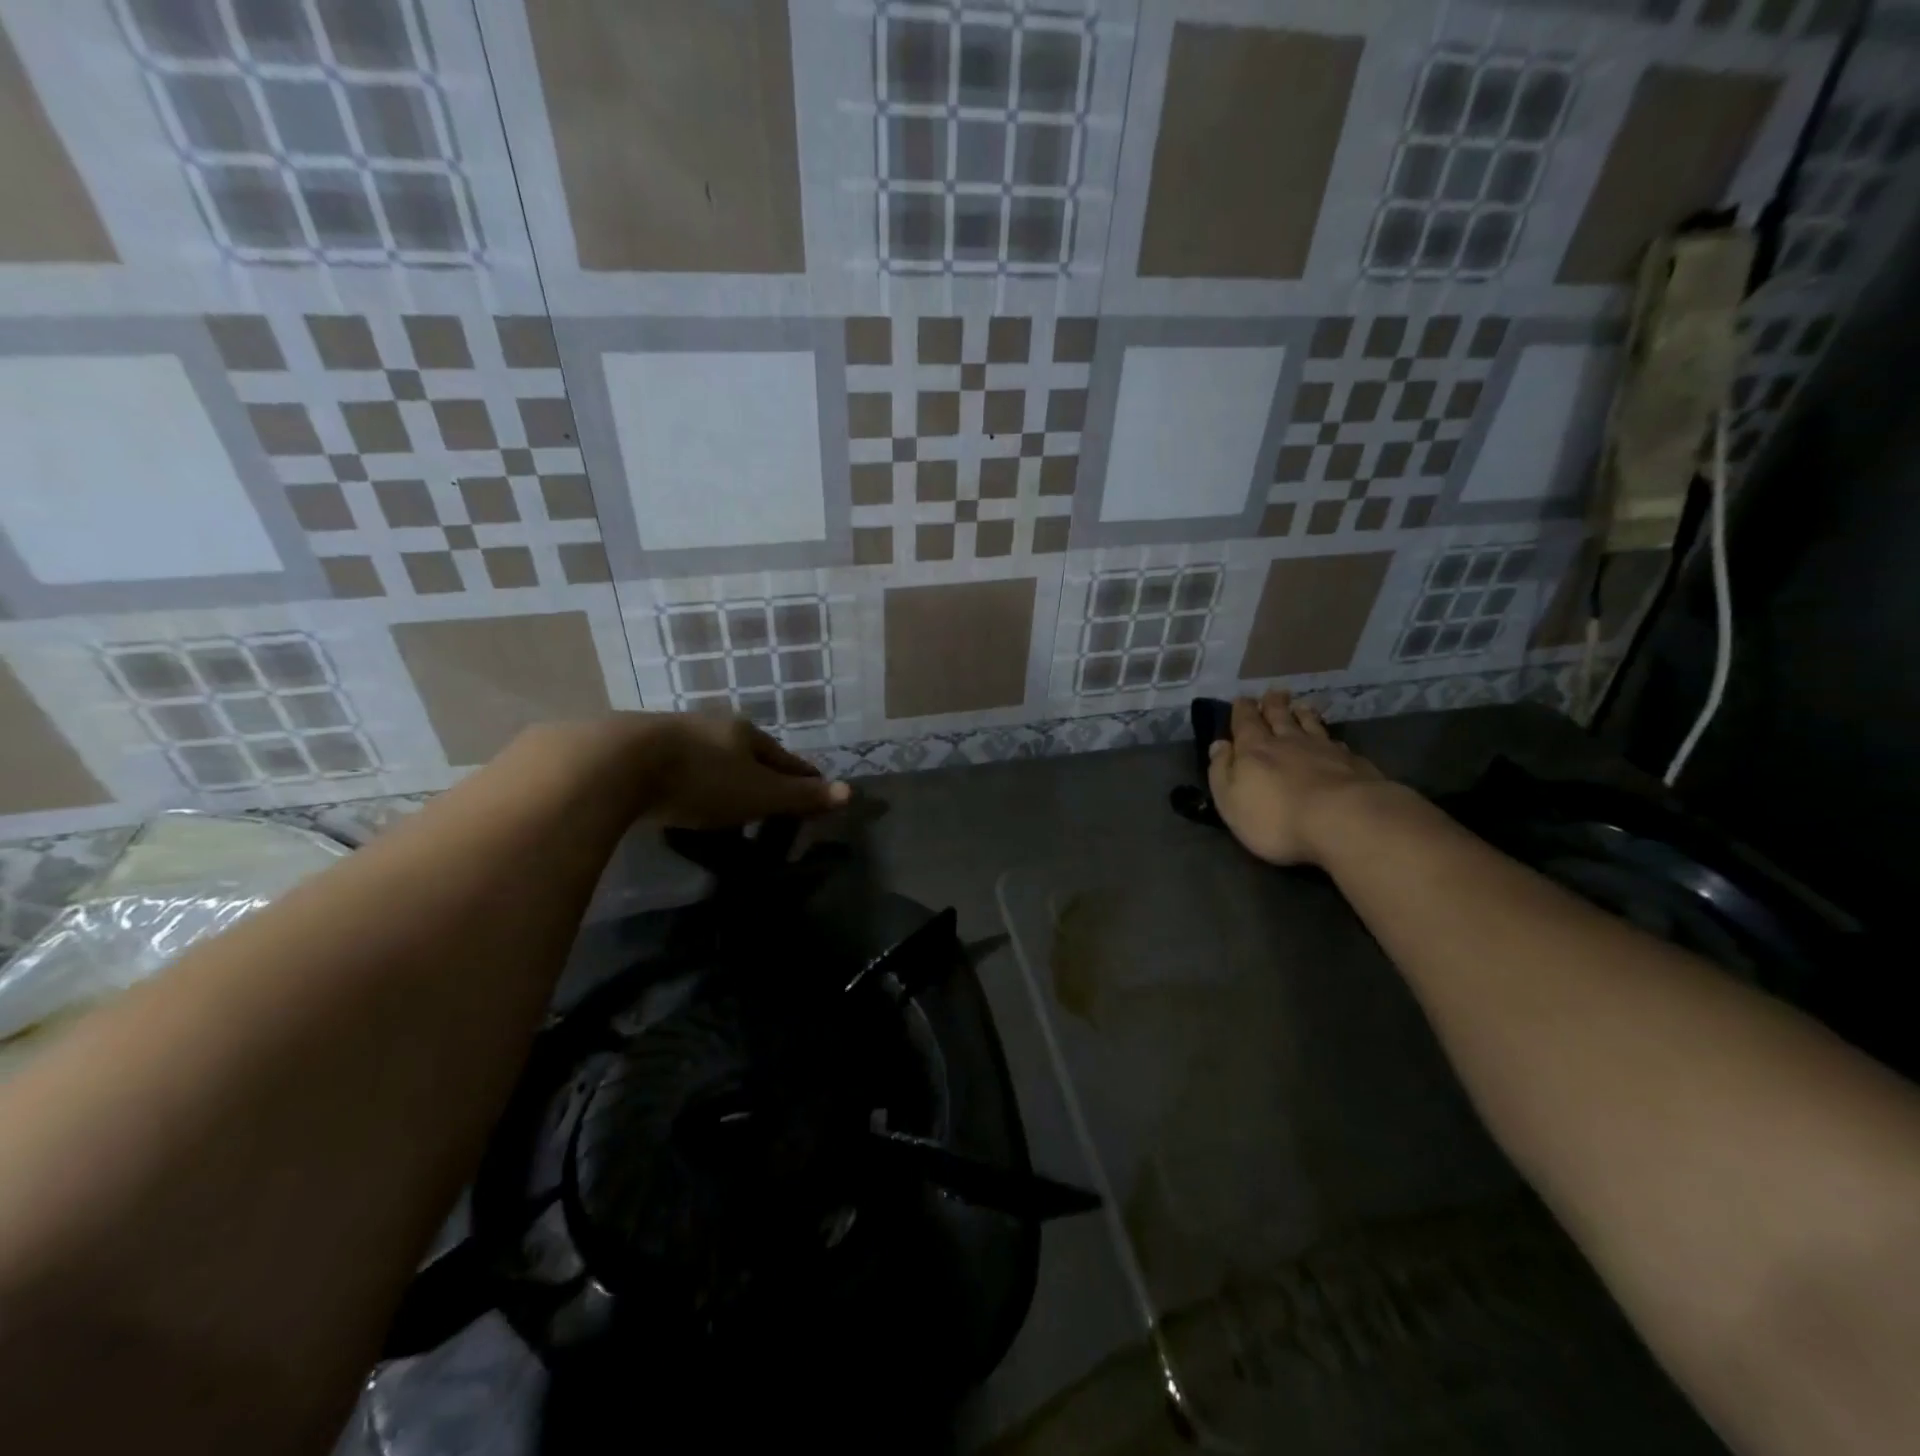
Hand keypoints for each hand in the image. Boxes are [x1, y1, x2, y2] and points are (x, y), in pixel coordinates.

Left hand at [642, 713, 850, 828]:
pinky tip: (679, 793)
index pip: (784, 757)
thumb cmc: (701, 779)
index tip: (813, 788)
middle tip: (767, 797)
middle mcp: (712, 725)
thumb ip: (801, 796)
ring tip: (724, 798)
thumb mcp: (758, 794)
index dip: (801, 775)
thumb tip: (850, 792)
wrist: (616, 763)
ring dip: (721, 774)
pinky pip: (675, 764)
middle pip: (746, 752)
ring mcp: (672, 733)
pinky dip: (687, 779)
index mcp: (745, 733)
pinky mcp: (637, 747)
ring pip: (708, 755)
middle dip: (759, 772)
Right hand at [1207, 691, 1386, 866]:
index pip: (1246, 723)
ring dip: (1303, 715)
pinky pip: (1337, 744)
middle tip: (1273, 693)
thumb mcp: (1230, 800)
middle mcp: (1289, 742)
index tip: (1242, 699)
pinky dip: (1330, 738)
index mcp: (1254, 749)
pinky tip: (1332, 740)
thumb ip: (1222, 770)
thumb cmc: (1276, 817)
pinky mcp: (1353, 764)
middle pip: (1280, 717)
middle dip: (1273, 705)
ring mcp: (1324, 750)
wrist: (1343, 820)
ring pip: (1311, 726)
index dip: (1243, 711)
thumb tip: (1219, 744)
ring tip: (1301, 706)